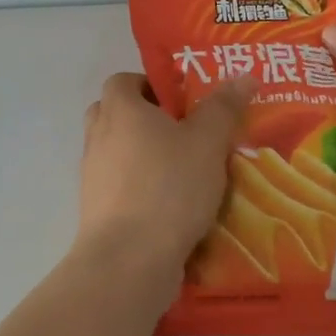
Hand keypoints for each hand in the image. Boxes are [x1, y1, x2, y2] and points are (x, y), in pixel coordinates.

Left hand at [78, 72, 252, 278]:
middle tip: (185, 133)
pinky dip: (140, 190)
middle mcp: (98, 137)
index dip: (151, 84)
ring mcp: (92, 176)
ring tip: (186, 172)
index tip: (182, 101)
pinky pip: (119, 188)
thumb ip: (224, 108)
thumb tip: (243, 75)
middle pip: (116, 115)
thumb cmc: (169, 187)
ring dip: (144, 157)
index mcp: (120, 110)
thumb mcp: (208, 142)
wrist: (129, 259)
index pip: (123, 80)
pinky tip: (172, 206)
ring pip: (118, 154)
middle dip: (147, 120)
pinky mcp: (96, 211)